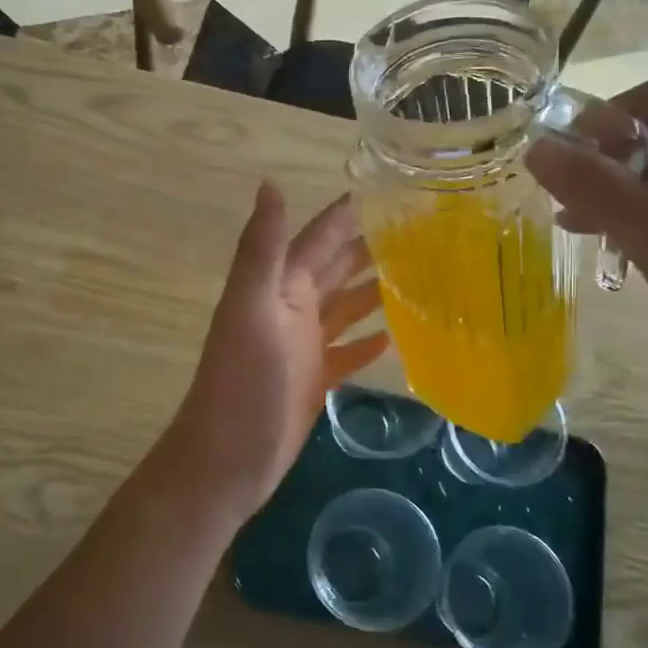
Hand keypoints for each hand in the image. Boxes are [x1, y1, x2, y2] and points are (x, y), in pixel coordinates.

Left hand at [151, 184, 388, 517]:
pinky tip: (397, 335)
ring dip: (375, 291)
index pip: (317, 239)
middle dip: (370, 247)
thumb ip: (261, 250)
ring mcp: (303, 347)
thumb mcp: (251, 310)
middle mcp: (291, 309)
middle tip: (422, 231)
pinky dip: (368, 342)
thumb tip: (270, 183)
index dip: (345, 214)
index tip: (389, 188)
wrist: (225, 463)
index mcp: (278, 288)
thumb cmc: (241, 385)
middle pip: (336, 269)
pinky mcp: (315, 381)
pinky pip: (347, 352)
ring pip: (345, 308)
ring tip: (420, 276)